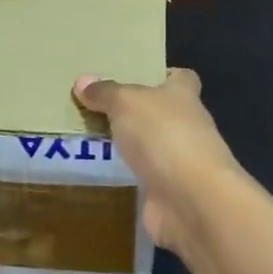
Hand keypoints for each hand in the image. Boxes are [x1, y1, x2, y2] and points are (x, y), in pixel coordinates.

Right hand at [72, 69, 240, 253]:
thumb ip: (106, 92)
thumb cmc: (163, 135)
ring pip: (153, 146)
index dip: (162, 74)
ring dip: (131, 145)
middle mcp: (188, 125)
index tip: (135, 76)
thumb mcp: (126, 103)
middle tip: (99, 108)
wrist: (190, 199)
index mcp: (183, 95)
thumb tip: (83, 81)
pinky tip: (103, 172)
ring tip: (93, 138)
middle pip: (163, 112)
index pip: (181, 77)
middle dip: (138, 111)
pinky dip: (129, 176)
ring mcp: (181, 161)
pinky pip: (145, 177)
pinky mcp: (170, 192)